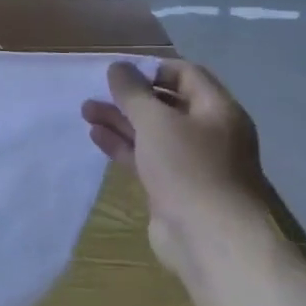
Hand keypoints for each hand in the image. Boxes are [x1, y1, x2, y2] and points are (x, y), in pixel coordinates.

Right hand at [83, 60, 274, 279]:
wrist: (210, 239)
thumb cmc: (188, 168)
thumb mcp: (155, 121)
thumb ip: (133, 92)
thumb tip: (118, 67)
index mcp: (218, 111)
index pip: (187, 75)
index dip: (154, 68)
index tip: (121, 72)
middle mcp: (209, 133)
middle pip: (167, 104)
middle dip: (130, 97)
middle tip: (97, 92)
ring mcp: (192, 163)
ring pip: (152, 132)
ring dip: (120, 120)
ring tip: (86, 111)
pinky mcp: (175, 187)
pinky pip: (146, 157)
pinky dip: (123, 145)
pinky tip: (97, 136)